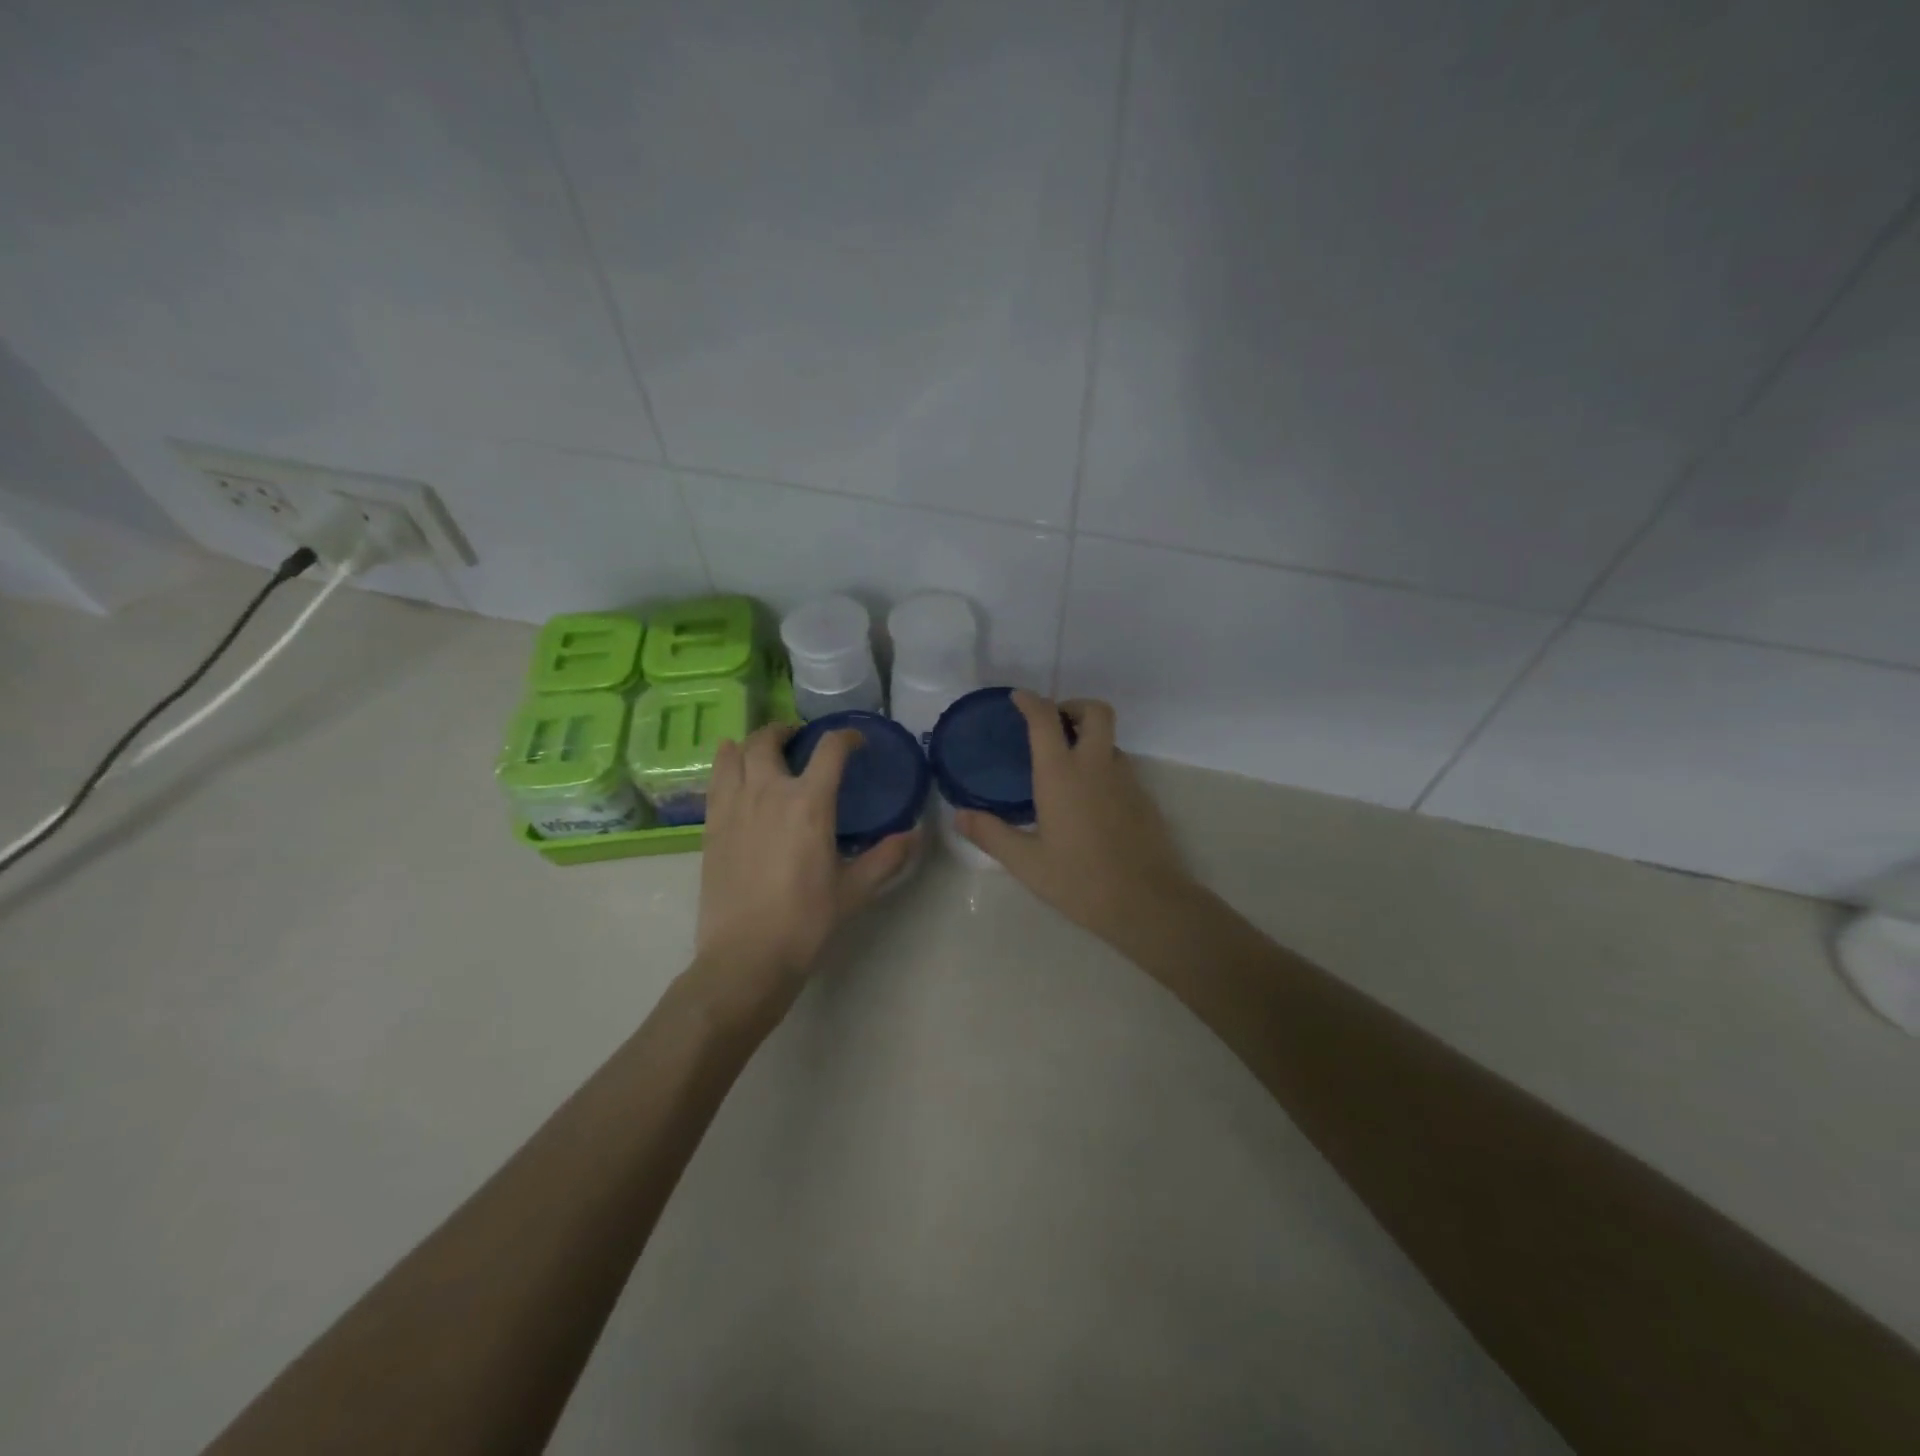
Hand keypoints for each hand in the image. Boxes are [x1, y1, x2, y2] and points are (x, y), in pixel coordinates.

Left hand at [692, 723, 917, 1015]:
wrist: (746, 956)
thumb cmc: (806, 922)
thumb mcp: (855, 890)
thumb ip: (886, 857)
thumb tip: (914, 834)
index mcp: (809, 803)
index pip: (830, 749)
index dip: (847, 737)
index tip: (857, 742)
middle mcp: (768, 792)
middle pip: (770, 739)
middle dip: (788, 731)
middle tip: (800, 741)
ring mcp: (733, 806)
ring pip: (735, 753)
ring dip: (752, 743)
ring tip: (764, 751)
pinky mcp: (711, 826)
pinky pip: (715, 780)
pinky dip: (726, 765)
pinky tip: (735, 775)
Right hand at [955, 693, 1191, 943]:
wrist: (1147, 903)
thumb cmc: (1080, 880)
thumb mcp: (1027, 863)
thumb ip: (992, 834)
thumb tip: (959, 816)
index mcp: (1062, 775)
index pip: (1045, 720)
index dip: (1031, 702)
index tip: (1019, 699)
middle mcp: (1096, 766)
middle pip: (1095, 711)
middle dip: (1073, 707)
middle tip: (1053, 725)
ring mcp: (1126, 780)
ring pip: (1109, 740)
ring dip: (1088, 739)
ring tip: (1065, 768)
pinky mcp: (1143, 799)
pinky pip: (1120, 767)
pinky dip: (1101, 766)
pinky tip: (1088, 801)